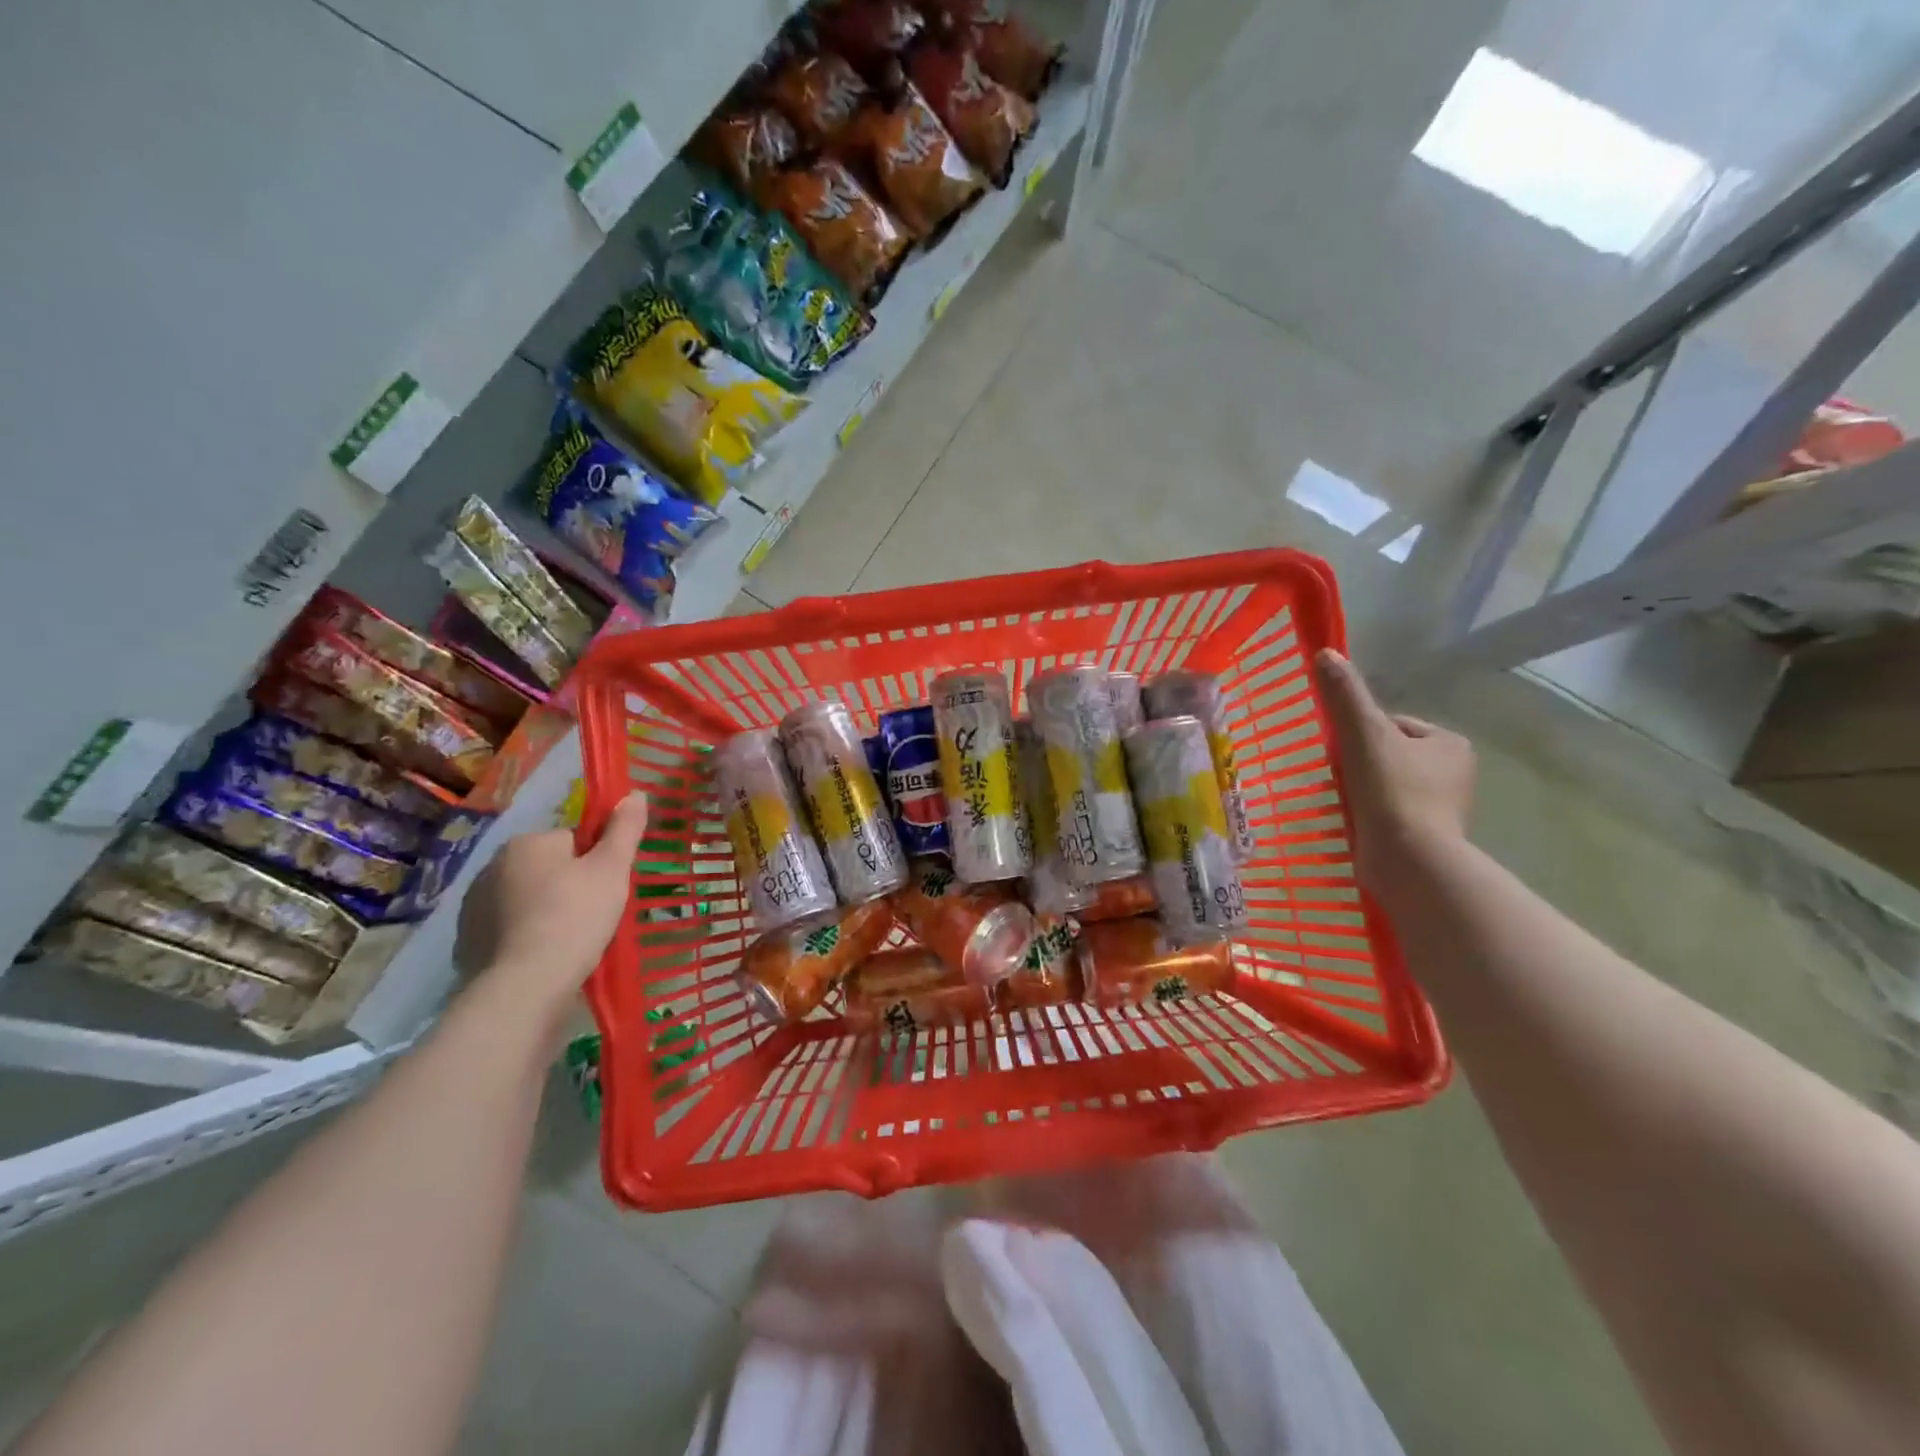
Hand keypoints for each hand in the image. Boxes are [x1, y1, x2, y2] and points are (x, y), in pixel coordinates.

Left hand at [454, 792, 649, 1007]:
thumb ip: (624, 829)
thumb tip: (636, 793)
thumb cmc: (575, 917)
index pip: (573, 840)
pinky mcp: (467, 942)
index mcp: (527, 843)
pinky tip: (543, 958)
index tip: (607, 889)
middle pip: (549, 869)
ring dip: (547, 912)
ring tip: (570, 942)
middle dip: (570, 887)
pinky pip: (508, 930)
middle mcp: (493, 866)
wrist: (525, 987)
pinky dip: (526, 938)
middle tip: (594, 916)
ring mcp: (474, 906)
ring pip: (528, 899)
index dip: (596, 863)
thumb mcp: (612, 869)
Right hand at [1315, 649, 1474, 887]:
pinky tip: (1350, 822)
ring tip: (1340, 801)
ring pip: (1387, 786)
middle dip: (1361, 764)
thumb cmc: (1392, 790)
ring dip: (1362, 791)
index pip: (1393, 725)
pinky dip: (1368, 816)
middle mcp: (1456, 774)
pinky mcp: (1427, 837)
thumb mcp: (1363, 733)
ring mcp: (1443, 809)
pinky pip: (1388, 814)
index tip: (1340, 752)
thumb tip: (1325, 652)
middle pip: (1389, 755)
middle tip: (1335, 777)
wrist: (1408, 860)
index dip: (1360, 734)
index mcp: (1450, 743)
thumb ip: (1345, 694)